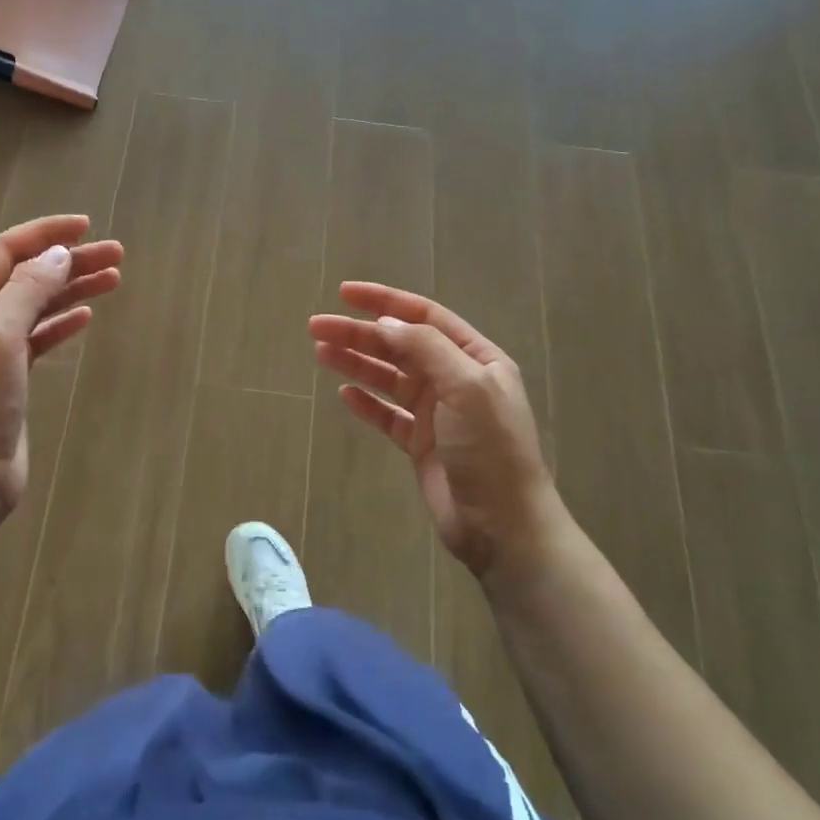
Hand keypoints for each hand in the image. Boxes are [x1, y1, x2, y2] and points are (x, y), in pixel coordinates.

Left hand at [0, 215, 122, 544]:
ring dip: (72, 289)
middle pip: (27, 276)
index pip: (5, 251)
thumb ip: (28, 290)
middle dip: (70, 261)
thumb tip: (59, 254)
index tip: (87, 226)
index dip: (46, 233)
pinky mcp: (10, 377)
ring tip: (114, 278)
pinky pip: (40, 337)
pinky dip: (62, 322)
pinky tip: (86, 315)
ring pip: (37, 305)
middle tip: (117, 254)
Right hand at [310, 283, 563, 581]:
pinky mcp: (420, 444)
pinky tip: (344, 393)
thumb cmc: (490, 449)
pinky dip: (366, 402)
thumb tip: (385, 323)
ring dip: (356, 363)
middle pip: (399, 346)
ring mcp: (437, 413)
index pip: (424, 317)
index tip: (345, 294)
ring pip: (388, 377)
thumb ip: (426, 348)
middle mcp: (455, 379)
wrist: (502, 525)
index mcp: (475, 359)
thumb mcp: (466, 387)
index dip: (384, 301)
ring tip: (320, 353)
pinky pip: (387, 414)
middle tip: (316, 327)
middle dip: (359, 333)